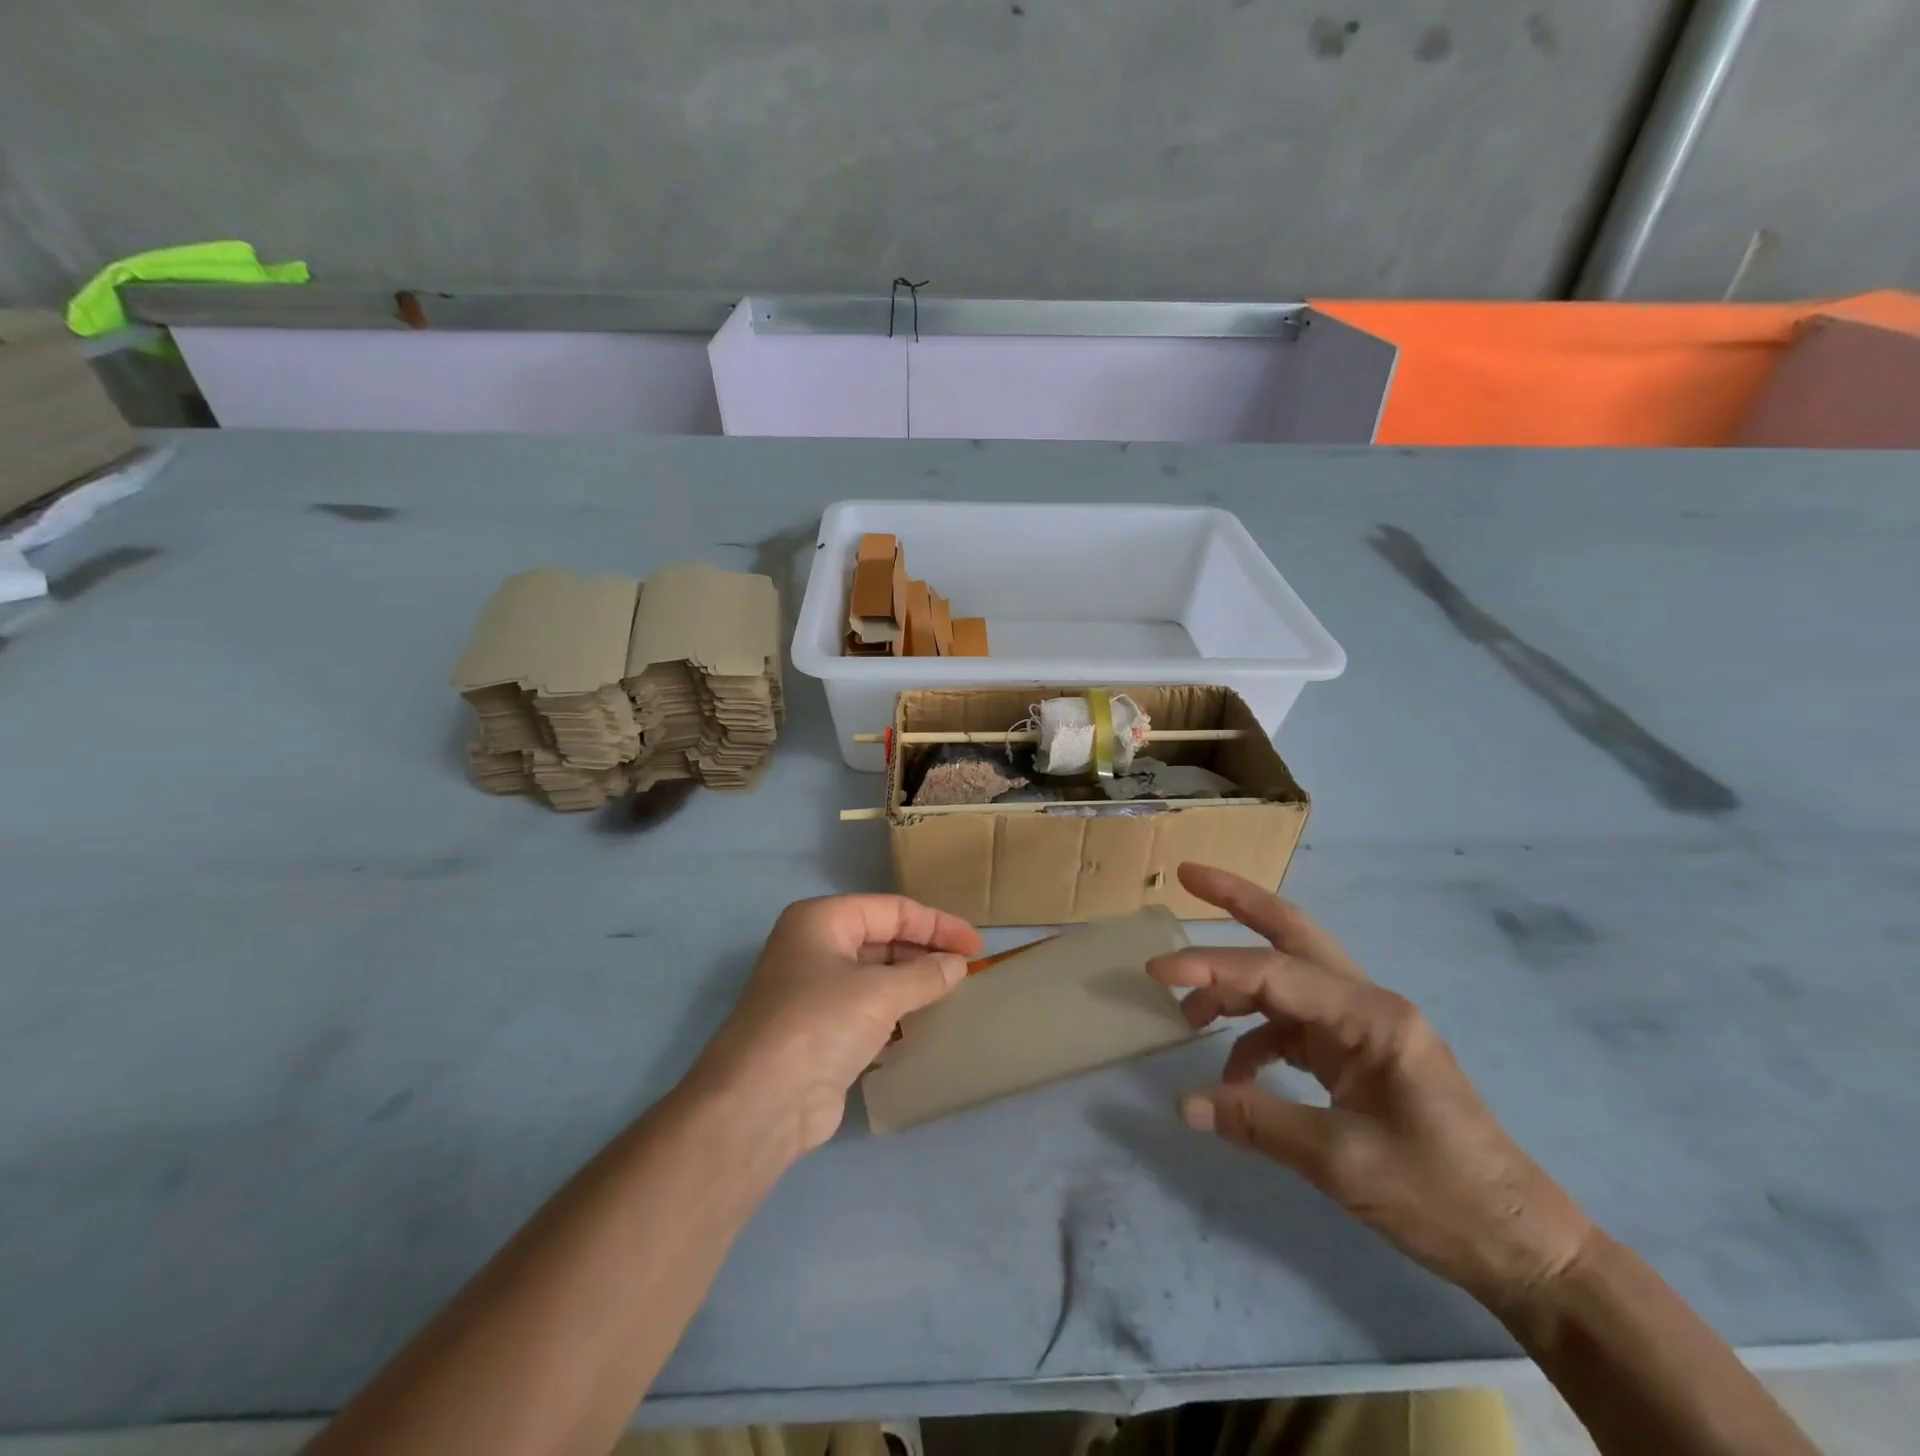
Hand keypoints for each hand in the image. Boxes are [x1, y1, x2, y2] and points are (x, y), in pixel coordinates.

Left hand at [691, 895, 983, 1155]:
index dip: (937, 924)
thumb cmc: (820, 1023)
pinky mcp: (820, 1030)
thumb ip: (925, 974)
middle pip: (883, 938)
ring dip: (912, 981)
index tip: (977, 946)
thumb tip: (957, 965)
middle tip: (968, 969)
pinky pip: (867, 1007)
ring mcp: (814, 990)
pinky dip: (896, 1010)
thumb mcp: (880, 992)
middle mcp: (814, 947)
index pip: (892, 909)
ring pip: (875, 974)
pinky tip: (924, 1020)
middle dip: (925, 950)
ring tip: (955, 991)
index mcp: (821, 920)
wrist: (762, 1102)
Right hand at [1149, 863, 1595, 1314]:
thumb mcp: (1342, 1162)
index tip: (1156, 971)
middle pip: (1293, 934)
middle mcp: (1366, 1005)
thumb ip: (1257, 1121)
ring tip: (1186, 1013)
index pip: (1274, 974)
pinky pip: (1292, 1026)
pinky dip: (1254, 1038)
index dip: (1211, 968)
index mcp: (1371, 1016)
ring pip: (1286, 980)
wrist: (1520, 1246)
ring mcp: (1362, 1028)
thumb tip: (1183, 1105)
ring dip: (1235, 986)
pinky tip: (1233, 1074)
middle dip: (1239, 901)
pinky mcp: (1357, 1055)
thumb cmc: (1442, 1196)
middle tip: (1189, 876)